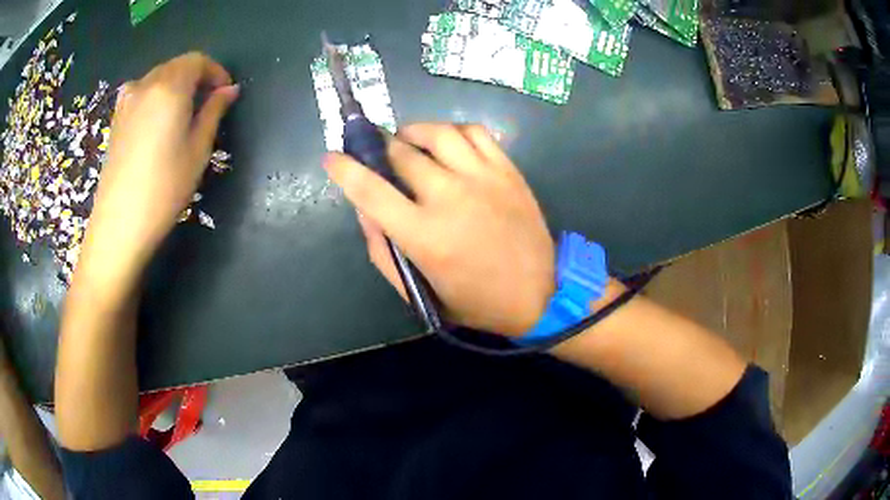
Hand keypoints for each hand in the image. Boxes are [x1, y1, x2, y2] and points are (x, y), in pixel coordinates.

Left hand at [77, 52, 237, 285]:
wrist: (119, 225)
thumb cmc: (164, 189)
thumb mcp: (198, 150)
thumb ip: (214, 112)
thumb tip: (229, 90)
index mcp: (170, 87)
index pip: (197, 61)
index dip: (215, 72)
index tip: (225, 94)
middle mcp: (146, 84)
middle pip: (177, 66)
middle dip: (196, 78)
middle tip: (208, 105)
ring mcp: (127, 101)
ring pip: (158, 78)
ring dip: (176, 87)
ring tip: (183, 115)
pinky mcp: (116, 119)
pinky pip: (142, 93)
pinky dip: (156, 97)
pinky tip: (158, 123)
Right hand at [325, 123, 554, 335]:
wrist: (538, 294)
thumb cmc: (475, 301)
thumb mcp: (420, 292)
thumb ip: (383, 252)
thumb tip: (364, 210)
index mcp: (424, 235)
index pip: (370, 191)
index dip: (345, 170)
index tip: (332, 158)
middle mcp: (450, 197)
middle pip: (402, 154)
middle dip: (380, 149)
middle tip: (378, 154)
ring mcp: (483, 178)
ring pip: (438, 133)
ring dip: (413, 132)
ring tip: (408, 141)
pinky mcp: (507, 170)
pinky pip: (475, 131)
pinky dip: (453, 130)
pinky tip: (448, 144)